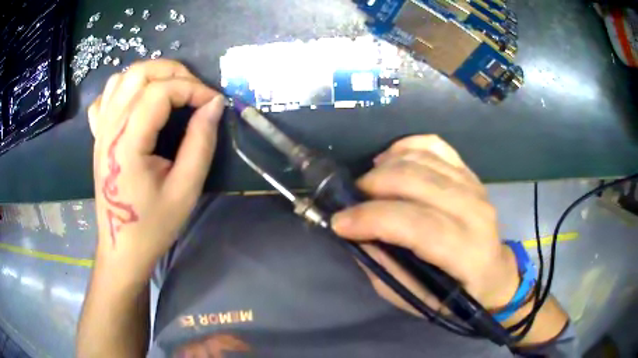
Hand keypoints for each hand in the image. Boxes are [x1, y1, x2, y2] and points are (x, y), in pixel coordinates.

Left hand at [88, 59, 224, 282]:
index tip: (213, 103)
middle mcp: (109, 128)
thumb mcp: (185, 189)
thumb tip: (214, 104)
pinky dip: (125, 88)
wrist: (121, 247)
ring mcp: (100, 130)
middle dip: (174, 72)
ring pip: (122, 78)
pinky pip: (107, 97)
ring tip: (171, 90)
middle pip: (139, 73)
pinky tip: (138, 101)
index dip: (192, 88)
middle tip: (195, 90)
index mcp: (127, 143)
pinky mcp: (97, 135)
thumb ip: (201, 142)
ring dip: (151, 75)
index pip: (160, 92)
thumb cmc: (153, 225)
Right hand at [332, 135, 518, 314]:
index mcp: (467, 252)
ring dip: (385, 167)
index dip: (372, 218)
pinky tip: (390, 160)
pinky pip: (434, 145)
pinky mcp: (469, 172)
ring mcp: (474, 186)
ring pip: (422, 158)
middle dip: (373, 186)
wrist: (494, 273)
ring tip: (368, 184)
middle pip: (417, 181)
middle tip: (352, 201)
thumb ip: (386, 268)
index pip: (417, 225)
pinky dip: (406, 146)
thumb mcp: (417, 298)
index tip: (340, 223)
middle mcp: (475, 212)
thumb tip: (358, 236)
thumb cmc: (456, 294)